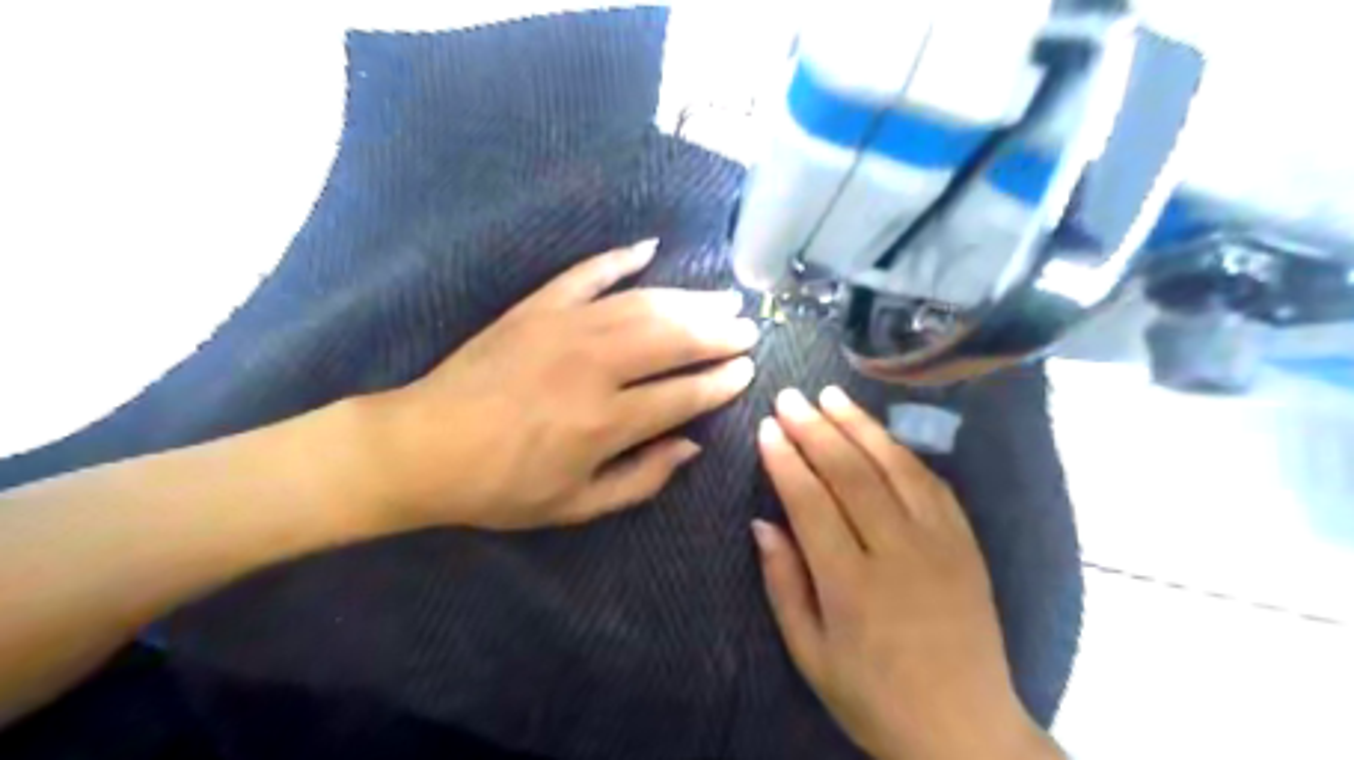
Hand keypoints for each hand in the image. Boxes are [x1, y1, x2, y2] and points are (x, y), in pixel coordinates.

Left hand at [359, 241, 760, 531]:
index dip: (722, 382)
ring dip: (688, 299)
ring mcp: (565, 327)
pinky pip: (587, 274)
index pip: (684, 394)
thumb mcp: (576, 506)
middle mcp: (595, 366)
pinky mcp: (537, 307)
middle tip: (747, 327)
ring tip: (722, 297)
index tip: (748, 369)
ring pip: (643, 304)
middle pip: (673, 339)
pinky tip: (650, 248)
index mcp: (605, 422)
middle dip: (718, 333)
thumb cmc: (501, 487)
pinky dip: (620, 258)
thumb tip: (691, 446)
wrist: (422, 447)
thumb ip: (641, 479)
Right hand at [752, 388, 1056, 757]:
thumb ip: (783, 584)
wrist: (965, 730)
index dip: (785, 460)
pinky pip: (932, 482)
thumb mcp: (810, 655)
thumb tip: (762, 523)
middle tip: (790, 397)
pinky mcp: (966, 543)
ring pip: (894, 466)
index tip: (766, 428)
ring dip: (859, 425)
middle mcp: (898, 553)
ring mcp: (940, 543)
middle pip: (851, 473)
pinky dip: (901, 451)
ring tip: (831, 396)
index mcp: (852, 586)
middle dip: (815, 429)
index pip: (811, 502)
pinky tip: (879, 433)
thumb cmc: (874, 697)